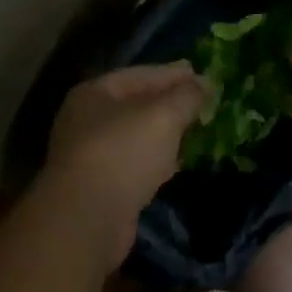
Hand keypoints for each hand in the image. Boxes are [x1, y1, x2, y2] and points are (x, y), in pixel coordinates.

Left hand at [43, 63, 208, 256]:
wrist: (87, 218)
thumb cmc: (123, 152)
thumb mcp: (162, 115)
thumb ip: (186, 96)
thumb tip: (204, 83)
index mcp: (95, 94)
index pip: (140, 74)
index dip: (173, 73)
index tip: (201, 73)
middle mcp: (88, 120)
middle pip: (136, 105)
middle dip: (170, 103)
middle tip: (203, 102)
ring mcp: (92, 155)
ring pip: (137, 136)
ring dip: (165, 133)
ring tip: (196, 129)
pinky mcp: (103, 187)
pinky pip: (136, 164)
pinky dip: (157, 160)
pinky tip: (178, 162)